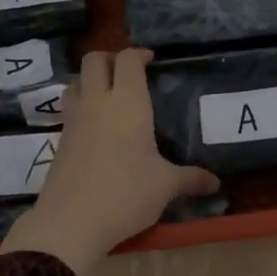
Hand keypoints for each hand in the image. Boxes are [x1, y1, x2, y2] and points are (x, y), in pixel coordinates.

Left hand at [1, 47, 218, 275]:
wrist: (70, 222)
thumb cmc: (126, 193)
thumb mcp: (165, 186)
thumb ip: (191, 179)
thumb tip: (216, 183)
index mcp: (128, 102)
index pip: (128, 59)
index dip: (139, 54)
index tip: (152, 61)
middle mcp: (97, 101)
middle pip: (94, 60)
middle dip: (110, 58)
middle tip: (129, 73)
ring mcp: (73, 119)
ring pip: (75, 81)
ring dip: (90, 79)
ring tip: (108, 95)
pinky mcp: (59, 140)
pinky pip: (69, 108)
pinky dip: (81, 105)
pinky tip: (96, 128)